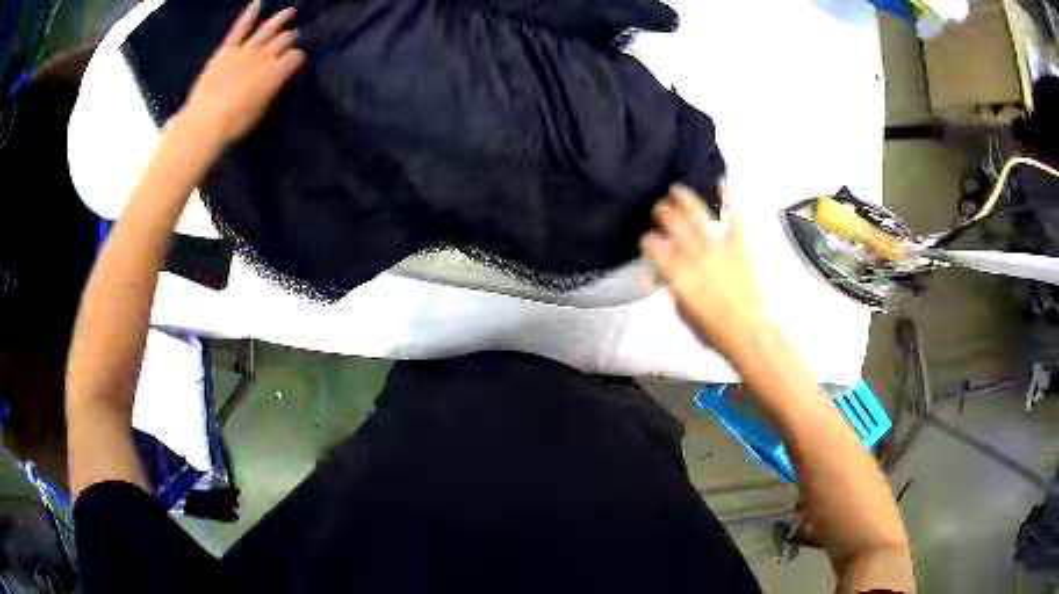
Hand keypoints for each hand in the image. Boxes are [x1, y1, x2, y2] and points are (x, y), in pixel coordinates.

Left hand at [177, 1, 304, 145]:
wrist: (204, 123)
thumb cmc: (234, 125)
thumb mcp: (262, 110)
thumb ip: (273, 89)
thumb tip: (281, 78)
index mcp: (276, 73)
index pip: (296, 57)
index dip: (298, 59)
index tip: (297, 63)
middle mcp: (264, 56)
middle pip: (284, 40)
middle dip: (291, 38)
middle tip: (294, 38)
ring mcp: (245, 50)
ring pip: (268, 29)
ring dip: (280, 20)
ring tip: (290, 12)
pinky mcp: (226, 51)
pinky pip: (239, 28)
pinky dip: (248, 15)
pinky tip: (257, 3)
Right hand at [640, 184, 768, 357]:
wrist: (747, 332)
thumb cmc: (710, 329)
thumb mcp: (681, 311)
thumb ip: (671, 285)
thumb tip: (663, 271)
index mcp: (675, 270)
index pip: (652, 243)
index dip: (647, 240)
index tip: (647, 241)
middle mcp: (692, 251)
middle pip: (670, 220)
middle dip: (661, 212)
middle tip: (659, 210)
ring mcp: (717, 244)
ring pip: (696, 212)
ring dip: (684, 197)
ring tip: (676, 189)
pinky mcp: (739, 243)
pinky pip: (733, 216)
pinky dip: (728, 198)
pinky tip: (721, 183)